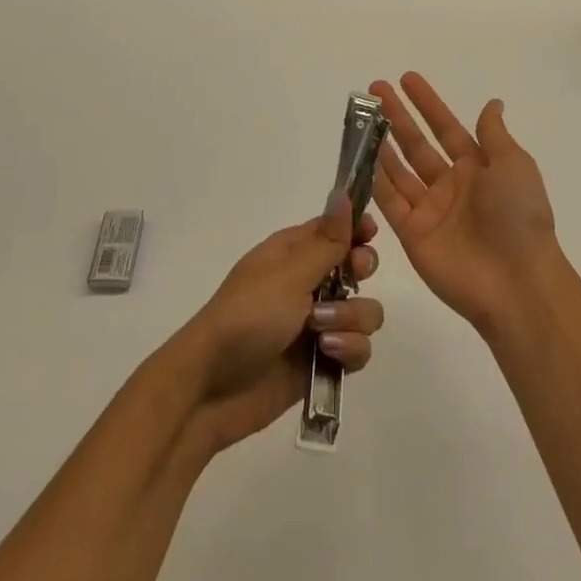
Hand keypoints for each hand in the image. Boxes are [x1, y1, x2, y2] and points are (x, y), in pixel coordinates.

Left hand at [170, 190, 382, 452]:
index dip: (357, 228)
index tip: (369, 235)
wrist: (211, 389)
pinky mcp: (323, 361)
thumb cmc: (247, 316)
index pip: (336, 228)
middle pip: (358, 265)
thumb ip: (327, 241)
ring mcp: (317, 323)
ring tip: (322, 332)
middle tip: (351, 278)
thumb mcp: (289, 274)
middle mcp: (309, 282)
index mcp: (294, 252)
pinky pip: (358, 348)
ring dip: (351, 318)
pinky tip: (328, 354)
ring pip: (363, 310)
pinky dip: (349, 350)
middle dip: (361, 271)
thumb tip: (343, 192)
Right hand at [369, 73, 559, 339]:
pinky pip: (389, 201)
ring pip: (398, 169)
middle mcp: (451, 185)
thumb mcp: (514, 165)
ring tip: (360, 118)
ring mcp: (430, 210)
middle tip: (374, 90)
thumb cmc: (518, 216)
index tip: (406, 78)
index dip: (427, 103)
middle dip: (396, 117)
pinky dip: (373, 179)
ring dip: (380, 143)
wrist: (516, 282)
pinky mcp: (412, 235)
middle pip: (417, 144)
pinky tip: (359, 156)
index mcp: (478, 167)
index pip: (446, 127)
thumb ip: (493, 134)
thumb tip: (492, 103)